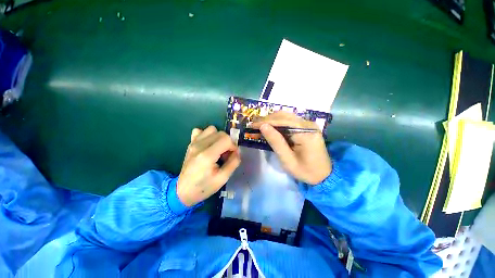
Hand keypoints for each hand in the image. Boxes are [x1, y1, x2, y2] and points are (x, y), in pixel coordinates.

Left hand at [177, 126, 240, 206]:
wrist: (183, 191)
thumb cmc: (204, 187)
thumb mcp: (223, 178)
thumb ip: (233, 162)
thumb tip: (237, 151)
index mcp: (208, 155)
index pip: (226, 139)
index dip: (233, 146)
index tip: (233, 155)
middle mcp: (199, 145)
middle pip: (221, 133)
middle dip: (228, 142)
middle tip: (226, 154)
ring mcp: (193, 143)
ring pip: (212, 129)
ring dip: (218, 137)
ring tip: (218, 148)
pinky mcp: (190, 143)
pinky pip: (200, 131)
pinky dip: (207, 135)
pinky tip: (208, 145)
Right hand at [251, 111, 331, 184]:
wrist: (325, 175)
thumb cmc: (306, 171)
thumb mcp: (288, 160)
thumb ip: (276, 142)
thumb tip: (263, 126)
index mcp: (306, 133)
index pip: (282, 121)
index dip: (265, 121)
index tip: (252, 124)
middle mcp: (308, 124)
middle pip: (284, 116)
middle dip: (267, 119)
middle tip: (254, 124)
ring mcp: (308, 124)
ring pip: (286, 116)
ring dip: (272, 120)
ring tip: (259, 125)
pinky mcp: (306, 127)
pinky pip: (290, 121)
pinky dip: (278, 123)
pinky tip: (270, 127)